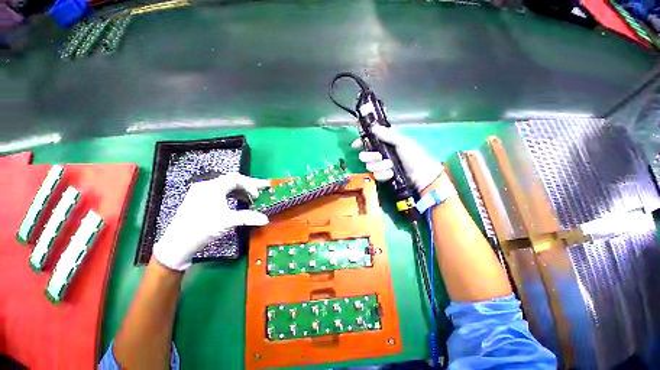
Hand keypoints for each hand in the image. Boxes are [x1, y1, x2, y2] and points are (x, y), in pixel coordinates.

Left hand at [153, 173, 269, 270]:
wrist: (177, 243)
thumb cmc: (203, 228)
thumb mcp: (228, 221)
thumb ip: (248, 218)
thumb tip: (265, 219)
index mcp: (213, 187)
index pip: (237, 179)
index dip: (250, 185)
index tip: (257, 196)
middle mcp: (206, 185)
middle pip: (232, 180)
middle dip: (249, 185)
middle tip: (262, 188)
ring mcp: (201, 192)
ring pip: (226, 185)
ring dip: (241, 190)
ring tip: (251, 197)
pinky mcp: (199, 199)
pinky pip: (220, 191)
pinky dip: (232, 194)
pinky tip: (238, 201)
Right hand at [352, 126, 443, 191]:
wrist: (421, 175)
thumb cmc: (414, 156)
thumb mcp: (402, 142)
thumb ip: (388, 135)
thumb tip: (373, 127)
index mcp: (386, 143)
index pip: (369, 141)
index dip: (360, 142)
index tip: (355, 145)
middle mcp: (381, 154)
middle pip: (365, 155)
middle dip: (371, 156)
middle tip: (379, 157)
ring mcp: (381, 166)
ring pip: (370, 166)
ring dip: (380, 166)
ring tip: (391, 166)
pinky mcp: (383, 176)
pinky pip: (376, 176)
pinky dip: (384, 175)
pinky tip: (392, 174)